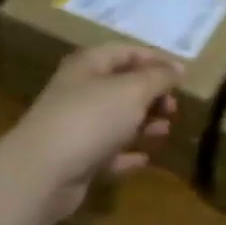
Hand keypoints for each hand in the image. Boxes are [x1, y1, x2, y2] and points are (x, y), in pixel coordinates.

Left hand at [8, 44, 180, 216]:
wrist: (42, 173)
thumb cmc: (91, 118)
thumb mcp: (132, 90)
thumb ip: (158, 78)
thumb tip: (178, 68)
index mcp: (88, 65)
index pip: (125, 51)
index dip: (155, 59)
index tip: (182, 74)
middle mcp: (79, 91)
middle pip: (121, 86)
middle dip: (151, 94)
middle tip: (174, 107)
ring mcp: (75, 126)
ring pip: (116, 119)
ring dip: (143, 123)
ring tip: (166, 130)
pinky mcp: (75, 159)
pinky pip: (107, 152)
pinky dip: (126, 154)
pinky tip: (145, 158)